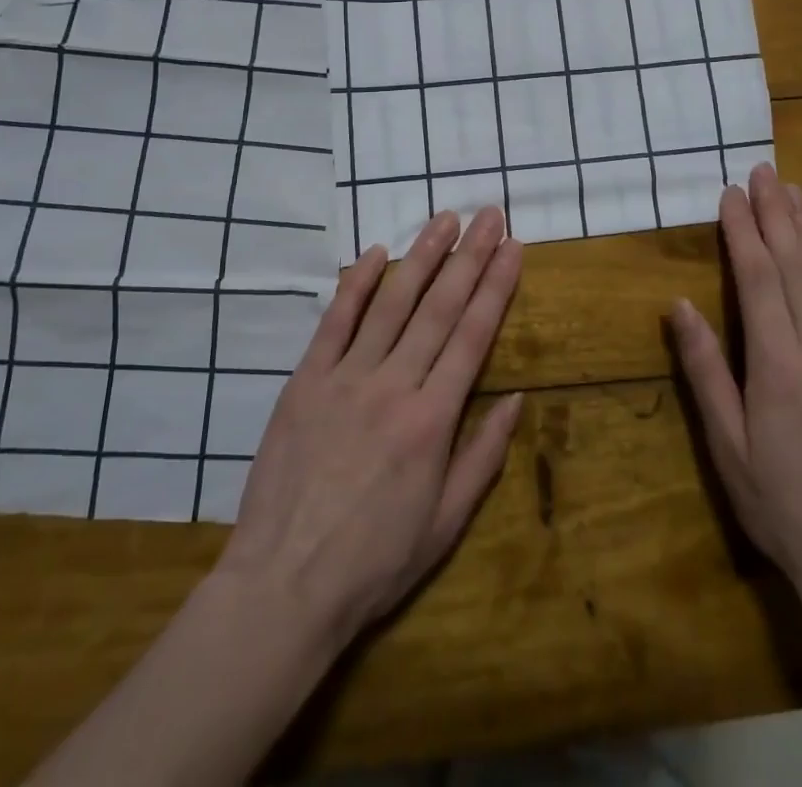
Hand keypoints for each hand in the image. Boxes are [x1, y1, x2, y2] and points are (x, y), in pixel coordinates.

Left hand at [213, 208, 524, 652]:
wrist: (284, 585)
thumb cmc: (374, 562)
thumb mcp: (446, 524)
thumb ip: (483, 455)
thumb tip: (517, 397)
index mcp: (432, 420)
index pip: (474, 335)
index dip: (497, 286)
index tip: (513, 248)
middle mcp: (393, 385)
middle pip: (439, 307)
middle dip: (470, 256)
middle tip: (489, 215)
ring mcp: (345, 377)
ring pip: (391, 303)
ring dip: (422, 256)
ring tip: (445, 219)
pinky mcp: (305, 380)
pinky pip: (334, 321)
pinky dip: (355, 284)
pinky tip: (375, 253)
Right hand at [668, 163, 801, 621]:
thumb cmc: (781, 506)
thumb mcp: (727, 445)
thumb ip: (706, 370)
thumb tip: (680, 306)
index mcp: (778, 363)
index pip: (758, 278)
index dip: (743, 232)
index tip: (731, 194)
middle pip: (797, 267)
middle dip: (778, 215)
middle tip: (765, 172)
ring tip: (798, 196)